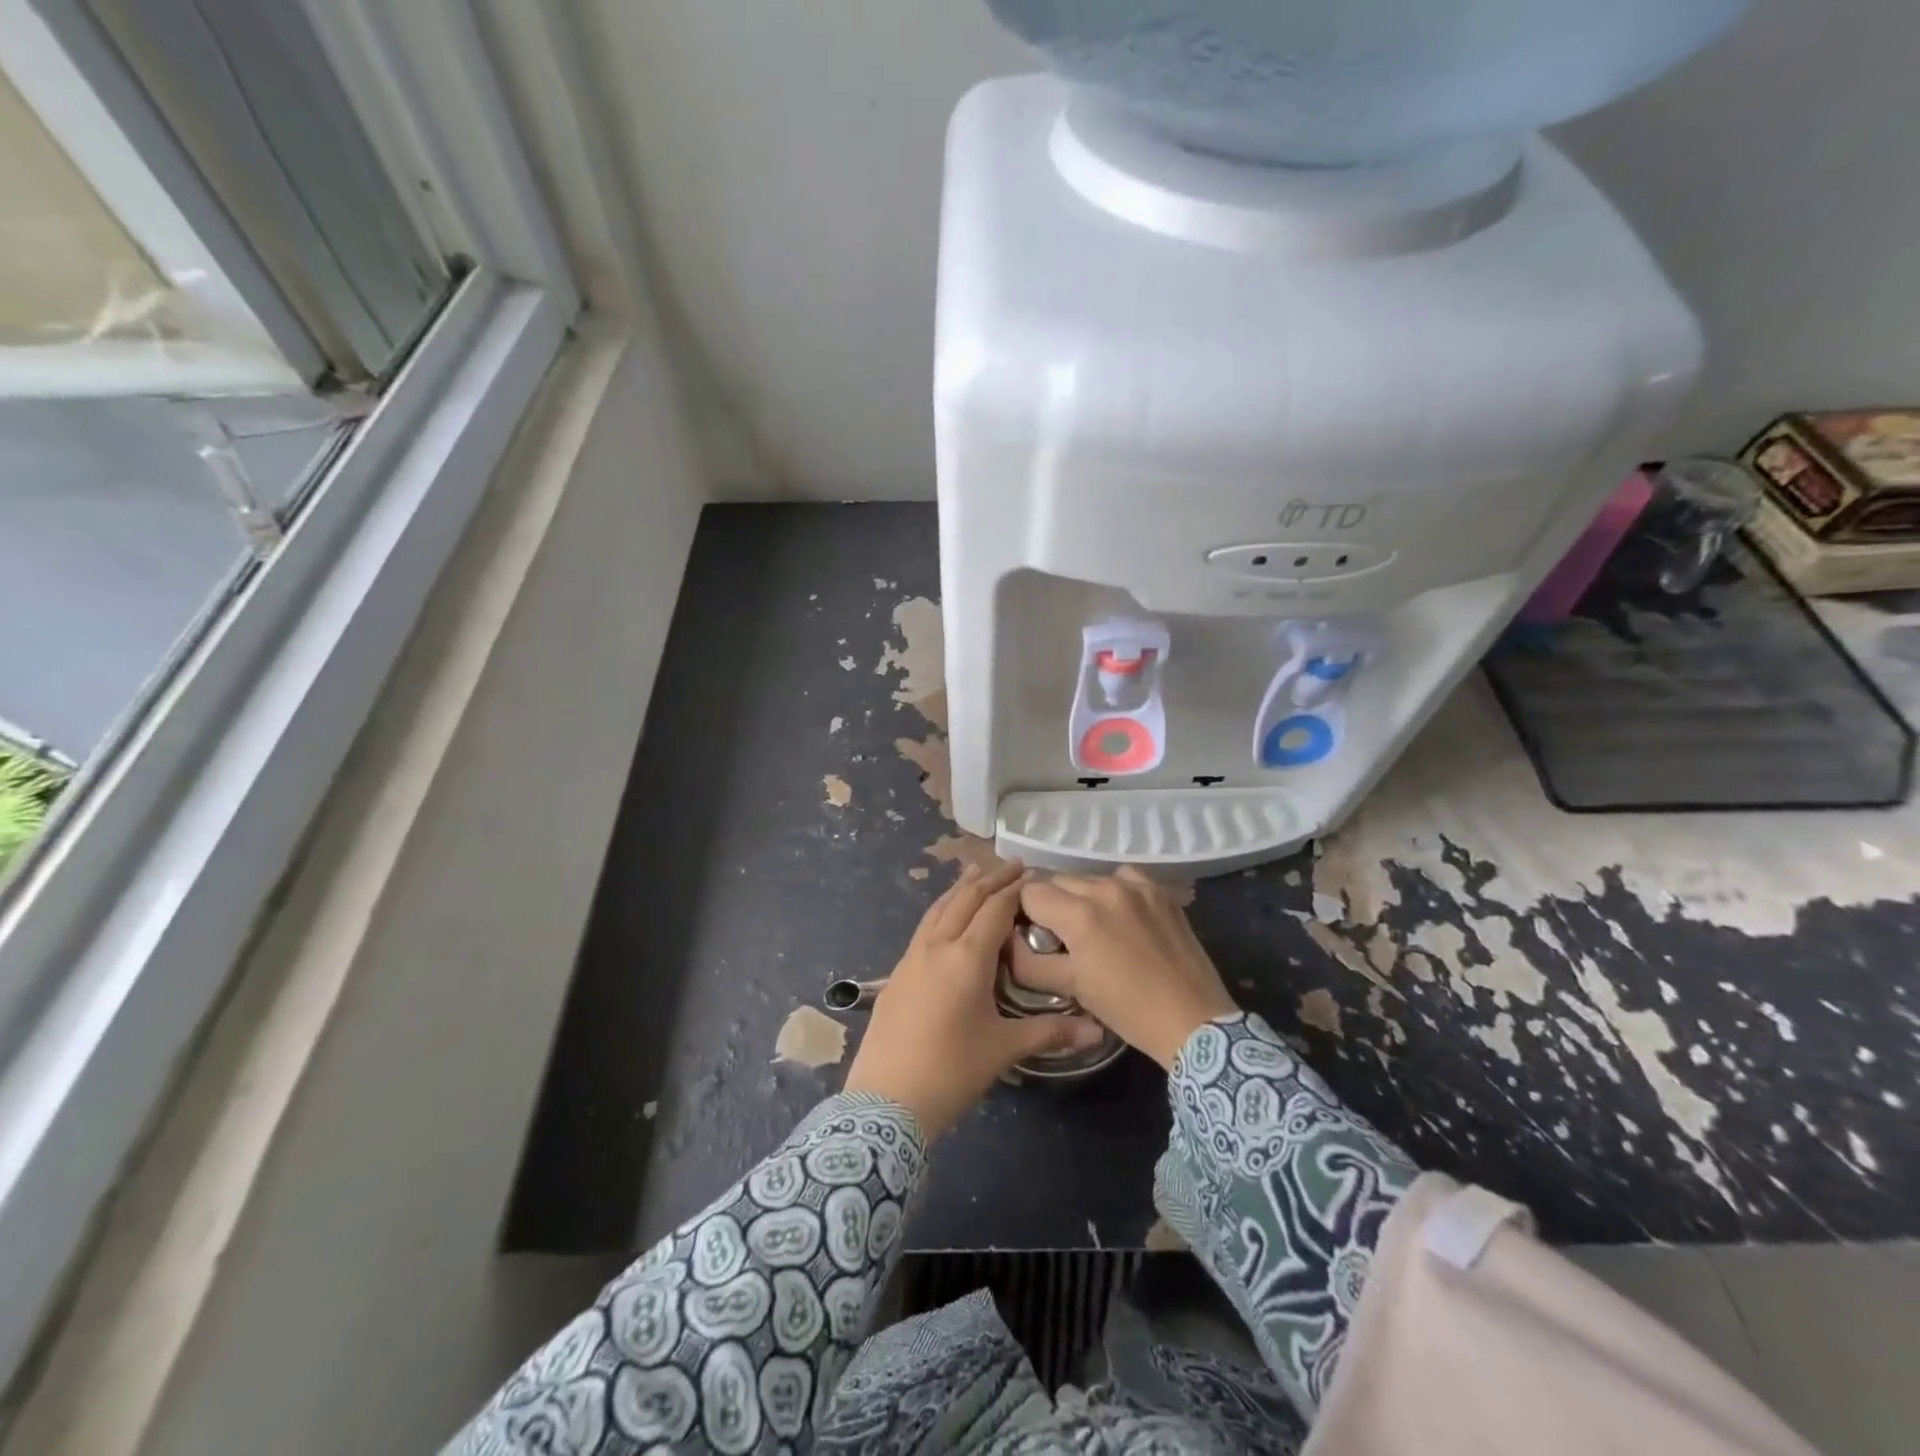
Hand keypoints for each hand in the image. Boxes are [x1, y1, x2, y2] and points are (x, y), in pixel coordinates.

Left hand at [844, 863, 1104, 1137]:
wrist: (886, 1100)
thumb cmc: (952, 1070)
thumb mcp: (1004, 1049)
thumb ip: (1051, 1031)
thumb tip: (1098, 1031)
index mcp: (966, 957)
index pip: (994, 909)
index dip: (1014, 890)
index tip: (1033, 875)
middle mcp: (937, 946)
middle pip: (964, 900)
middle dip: (989, 879)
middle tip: (1012, 865)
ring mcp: (911, 957)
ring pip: (938, 909)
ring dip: (961, 889)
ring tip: (976, 873)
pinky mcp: (896, 972)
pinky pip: (924, 927)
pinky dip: (942, 910)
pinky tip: (946, 917)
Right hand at [1009, 866, 1237, 1069]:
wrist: (1193, 1020)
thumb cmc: (1127, 1009)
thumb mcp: (1071, 988)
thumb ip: (1029, 962)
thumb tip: (1006, 943)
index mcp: (1078, 914)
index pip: (1030, 892)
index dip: (1023, 911)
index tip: (1029, 931)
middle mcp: (1105, 888)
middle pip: (1058, 880)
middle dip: (1051, 903)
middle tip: (1058, 934)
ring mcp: (1136, 886)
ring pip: (1090, 878)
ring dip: (1082, 897)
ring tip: (1092, 927)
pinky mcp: (1160, 891)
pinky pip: (1124, 877)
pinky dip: (1114, 890)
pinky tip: (1120, 914)